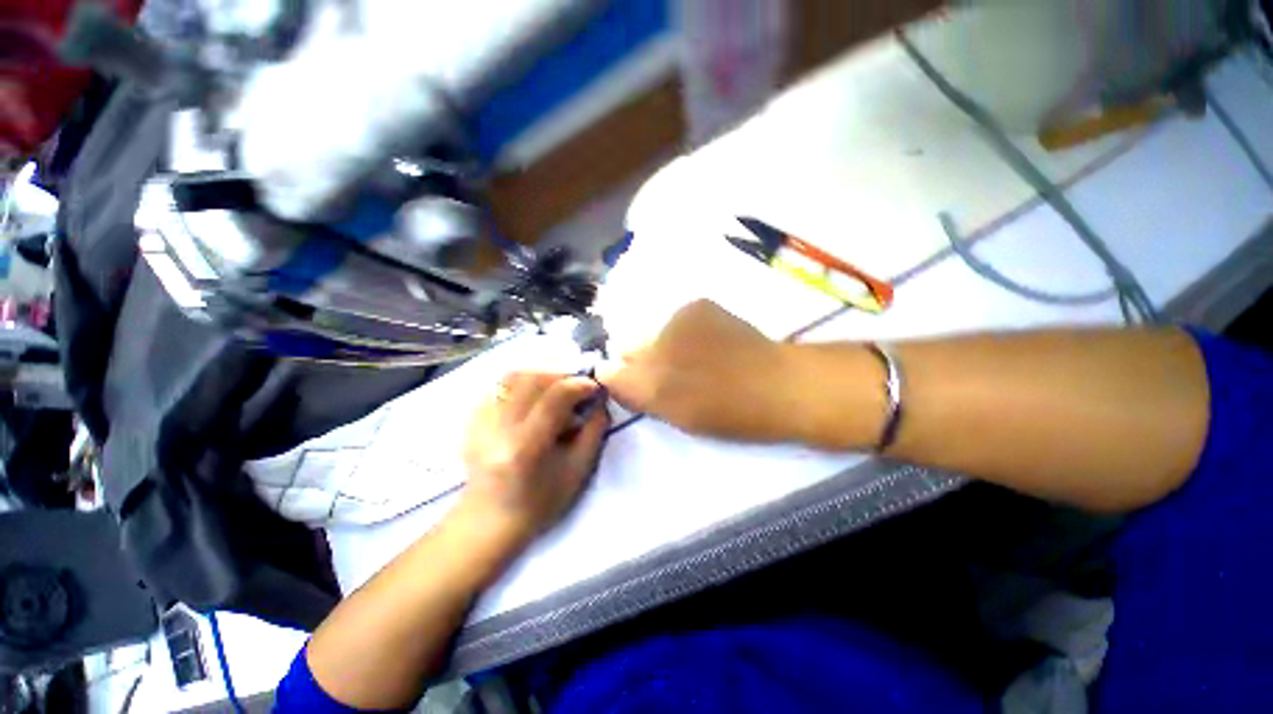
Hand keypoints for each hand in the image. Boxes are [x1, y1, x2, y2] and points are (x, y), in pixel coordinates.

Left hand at [460, 372, 608, 545]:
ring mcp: (479, 422)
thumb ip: (594, 431)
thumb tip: (600, 400)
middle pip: (530, 379)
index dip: (578, 385)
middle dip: (560, 375)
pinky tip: (533, 397)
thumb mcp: (578, 471)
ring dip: (540, 375)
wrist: (490, 520)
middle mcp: (497, 428)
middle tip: (577, 385)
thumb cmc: (540, 502)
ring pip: (512, 377)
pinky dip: (522, 383)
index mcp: (525, 446)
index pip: (553, 398)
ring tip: (556, 388)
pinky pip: (499, 387)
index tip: (594, 387)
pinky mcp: (472, 419)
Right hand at [598, 300, 796, 441]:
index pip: (610, 373)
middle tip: (671, 371)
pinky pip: (676, 320)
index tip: (639, 384)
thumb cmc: (728, 414)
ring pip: (653, 332)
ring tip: (694, 356)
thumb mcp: (676, 417)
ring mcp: (675, 320)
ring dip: (664, 343)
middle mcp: (653, 347)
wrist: (777, 383)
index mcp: (649, 385)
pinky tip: (708, 339)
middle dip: (641, 361)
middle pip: (629, 349)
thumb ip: (638, 396)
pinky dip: (684, 329)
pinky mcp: (696, 305)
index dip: (621, 378)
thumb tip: (611, 374)